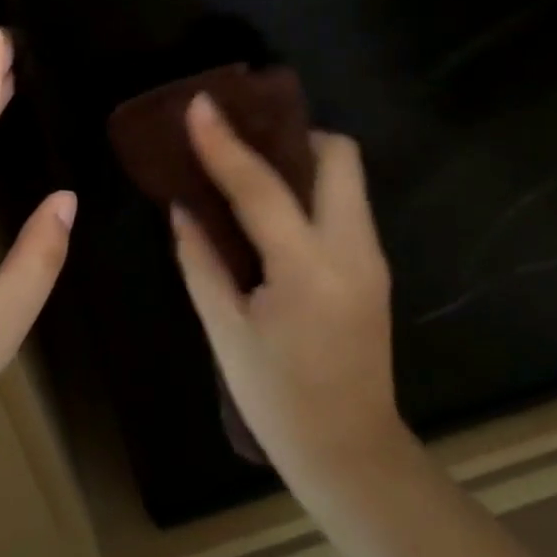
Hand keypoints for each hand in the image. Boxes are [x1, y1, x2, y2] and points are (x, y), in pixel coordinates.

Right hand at [172, 93, 408, 497]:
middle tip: (245, 144)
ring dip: (303, 160)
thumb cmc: (278, 399)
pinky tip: (275, 212)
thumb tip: (182, 207)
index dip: (224, 142)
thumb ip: (200, 261)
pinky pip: (345, 205)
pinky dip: (312, 191)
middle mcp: (352, 250)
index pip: (261, 187)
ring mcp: (371, 257)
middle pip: (338, 156)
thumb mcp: (224, 331)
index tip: (200, 103)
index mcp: (307, 269)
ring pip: (347, 177)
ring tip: (253, 171)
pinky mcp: (374, 268)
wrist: (351, 453)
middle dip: (292, 136)